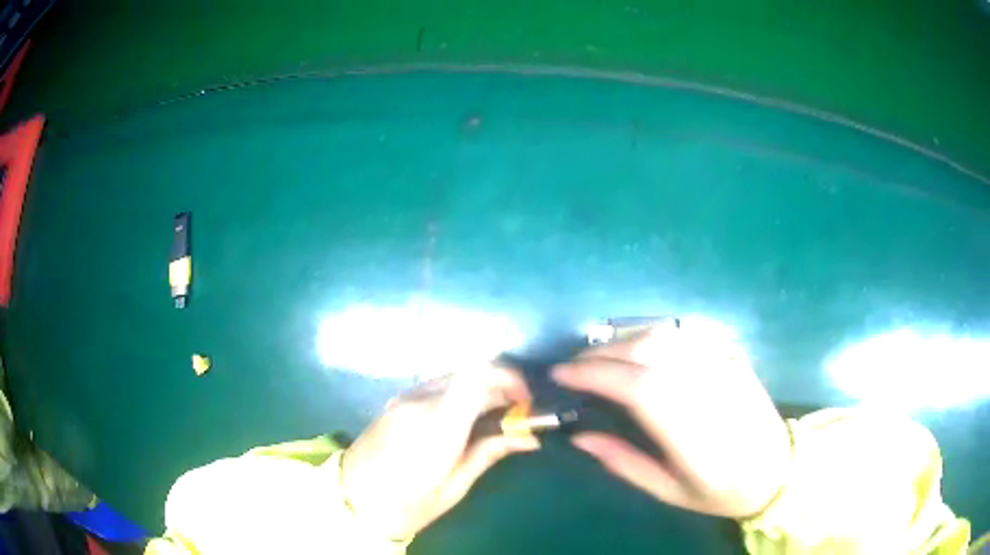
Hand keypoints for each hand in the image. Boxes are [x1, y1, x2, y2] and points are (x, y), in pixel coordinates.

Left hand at [340, 365, 538, 539]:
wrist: (349, 500)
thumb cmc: (404, 505)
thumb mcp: (453, 488)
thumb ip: (489, 453)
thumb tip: (528, 436)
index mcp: (437, 426)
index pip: (477, 374)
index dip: (510, 377)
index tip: (525, 401)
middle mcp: (420, 400)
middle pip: (471, 370)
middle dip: (501, 385)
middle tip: (516, 414)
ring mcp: (404, 397)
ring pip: (455, 375)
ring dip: (481, 388)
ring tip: (493, 419)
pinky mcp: (397, 400)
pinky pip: (438, 385)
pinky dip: (460, 393)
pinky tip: (464, 420)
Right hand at [552, 324, 790, 518]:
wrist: (778, 470)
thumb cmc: (720, 490)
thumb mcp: (668, 491)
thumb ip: (622, 462)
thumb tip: (579, 436)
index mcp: (691, 430)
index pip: (634, 385)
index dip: (593, 373)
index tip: (561, 375)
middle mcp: (707, 388)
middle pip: (647, 350)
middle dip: (601, 352)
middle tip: (573, 366)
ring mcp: (724, 366)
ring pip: (665, 334)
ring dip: (623, 339)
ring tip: (600, 356)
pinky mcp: (732, 356)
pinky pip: (685, 334)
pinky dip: (652, 336)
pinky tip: (638, 350)